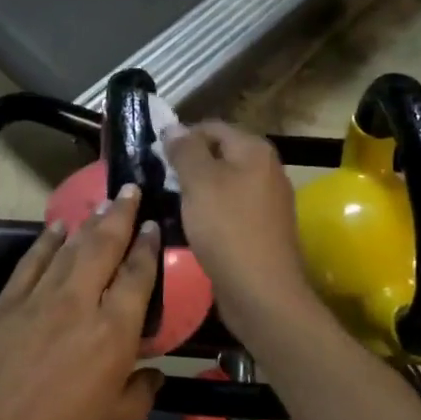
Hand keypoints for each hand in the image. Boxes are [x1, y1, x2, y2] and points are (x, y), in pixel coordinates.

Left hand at [0, 186, 162, 419]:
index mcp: (111, 337)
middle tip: (130, 190)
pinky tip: (56, 229)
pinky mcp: (1, 308)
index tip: (153, 225)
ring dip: (86, 222)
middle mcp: (76, 306)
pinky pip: (29, 264)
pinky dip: (45, 242)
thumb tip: (151, 371)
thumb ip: (137, 395)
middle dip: (118, 216)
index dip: (147, 248)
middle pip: (102, 247)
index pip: (137, 278)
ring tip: (102, 202)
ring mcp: (34, 302)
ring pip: (67, 249)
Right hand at [163, 121, 317, 331]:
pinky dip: (208, 212)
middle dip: (187, 164)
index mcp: (254, 150)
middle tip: (158, 179)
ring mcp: (266, 201)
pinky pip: (228, 209)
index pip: (211, 127)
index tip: (154, 156)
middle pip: (218, 154)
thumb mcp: (199, 182)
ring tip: (168, 202)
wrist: (261, 292)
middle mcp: (266, 169)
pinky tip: (189, 226)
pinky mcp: (260, 229)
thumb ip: (185, 150)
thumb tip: (173, 127)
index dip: (181, 136)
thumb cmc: (227, 229)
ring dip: (196, 191)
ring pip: (222, 184)